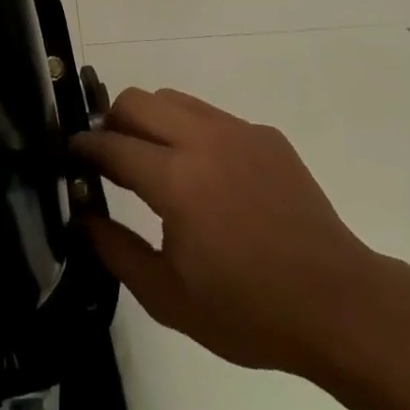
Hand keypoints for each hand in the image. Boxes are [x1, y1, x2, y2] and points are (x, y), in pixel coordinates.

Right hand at [71, 88, 387, 378]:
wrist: (338, 303)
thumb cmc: (249, 311)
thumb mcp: (169, 298)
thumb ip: (116, 250)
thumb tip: (82, 216)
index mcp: (177, 180)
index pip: (112, 144)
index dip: (84, 147)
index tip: (70, 155)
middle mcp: (204, 140)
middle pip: (138, 100)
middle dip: (113, 121)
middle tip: (109, 157)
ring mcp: (239, 131)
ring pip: (174, 99)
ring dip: (151, 119)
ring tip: (153, 160)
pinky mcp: (266, 135)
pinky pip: (212, 116)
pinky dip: (191, 131)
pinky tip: (205, 175)